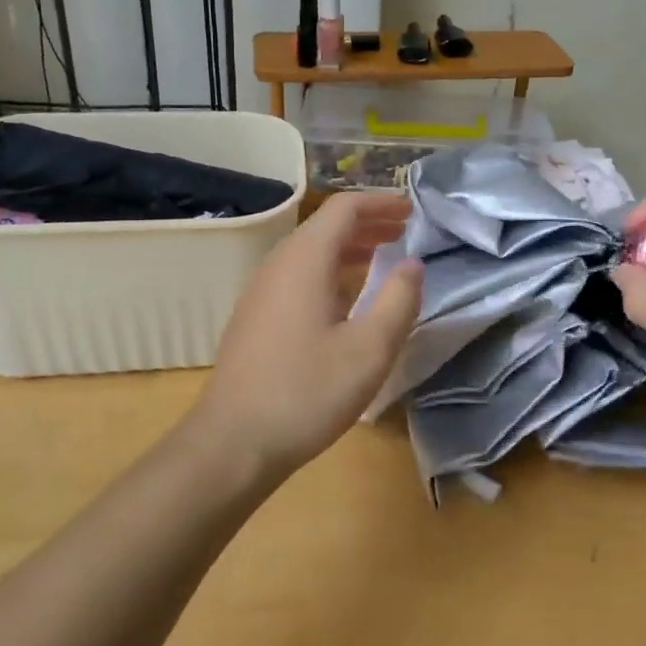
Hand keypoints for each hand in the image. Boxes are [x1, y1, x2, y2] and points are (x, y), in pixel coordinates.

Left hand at [189, 191, 422, 479]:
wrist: (232, 442)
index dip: (380, 203)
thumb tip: (413, 265)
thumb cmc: (307, 392)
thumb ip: (399, 301)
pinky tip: (348, 296)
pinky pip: (299, 275)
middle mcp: (279, 264)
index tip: (411, 209)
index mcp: (305, 260)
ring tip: (384, 256)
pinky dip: (331, 271)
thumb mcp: (370, 350)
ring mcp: (262, 290)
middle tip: (404, 230)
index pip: (344, 208)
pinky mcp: (256, 316)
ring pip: (311, 252)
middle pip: (326, 227)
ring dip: (350, 248)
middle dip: (368, 223)